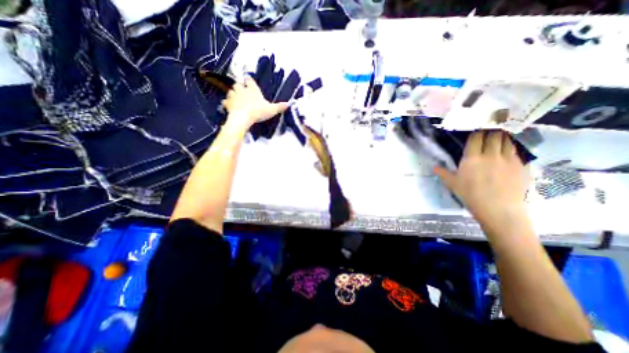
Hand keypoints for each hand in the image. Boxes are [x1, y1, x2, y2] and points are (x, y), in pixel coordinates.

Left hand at [222, 75, 287, 130]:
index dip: (248, 79)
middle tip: (242, 91)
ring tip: (236, 98)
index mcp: (252, 89)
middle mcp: (242, 90)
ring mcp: (233, 96)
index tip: (248, 79)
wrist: (243, 118)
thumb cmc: (258, 111)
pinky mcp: (228, 103)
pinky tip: (229, 106)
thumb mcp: (271, 110)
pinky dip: (227, 103)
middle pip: (238, 84)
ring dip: (233, 94)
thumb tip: (289, 104)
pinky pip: (225, 101)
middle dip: (239, 86)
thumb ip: (279, 107)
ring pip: (231, 91)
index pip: (249, 80)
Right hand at [436, 130, 531, 226]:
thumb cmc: (470, 195)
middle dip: (490, 132)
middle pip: (493, 135)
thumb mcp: (453, 184)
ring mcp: (507, 159)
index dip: (476, 133)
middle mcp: (490, 155)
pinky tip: (508, 151)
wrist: (498, 209)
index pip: (476, 138)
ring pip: (507, 140)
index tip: (475, 133)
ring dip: (502, 137)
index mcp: (472, 159)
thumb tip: (434, 167)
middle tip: (488, 133)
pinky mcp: (520, 165)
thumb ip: (443, 173)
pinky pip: (516, 151)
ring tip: (499, 138)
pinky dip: (511, 147)